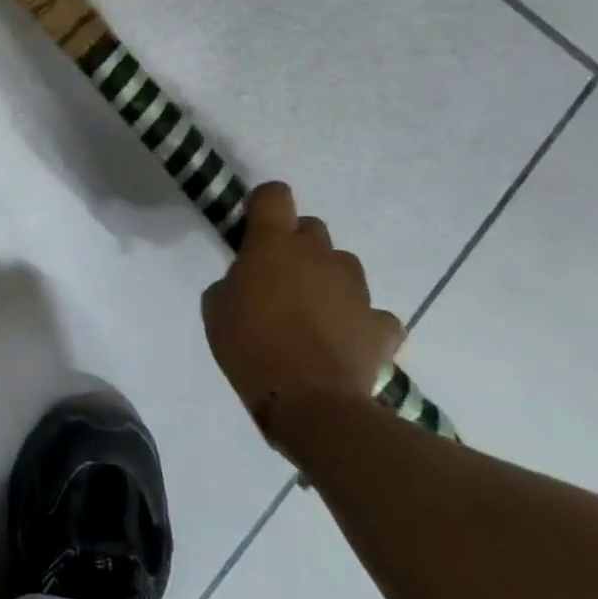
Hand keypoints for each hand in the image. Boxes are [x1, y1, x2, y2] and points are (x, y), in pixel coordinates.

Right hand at [201, 182, 401, 455]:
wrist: (309, 404)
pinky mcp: (381, 324)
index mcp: (273, 245)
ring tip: (312, 315)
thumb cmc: (249, 348)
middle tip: (279, 279)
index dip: (264, 205)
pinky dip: (358, 322)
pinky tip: (343, 342)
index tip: (253, 228)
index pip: (274, 194)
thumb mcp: (215, 308)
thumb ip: (233, 280)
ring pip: (342, 266)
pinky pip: (371, 312)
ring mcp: (356, 288)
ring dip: (327, 280)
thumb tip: (248, 280)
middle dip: (296, 246)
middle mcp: (319, 255)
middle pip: (312, 228)